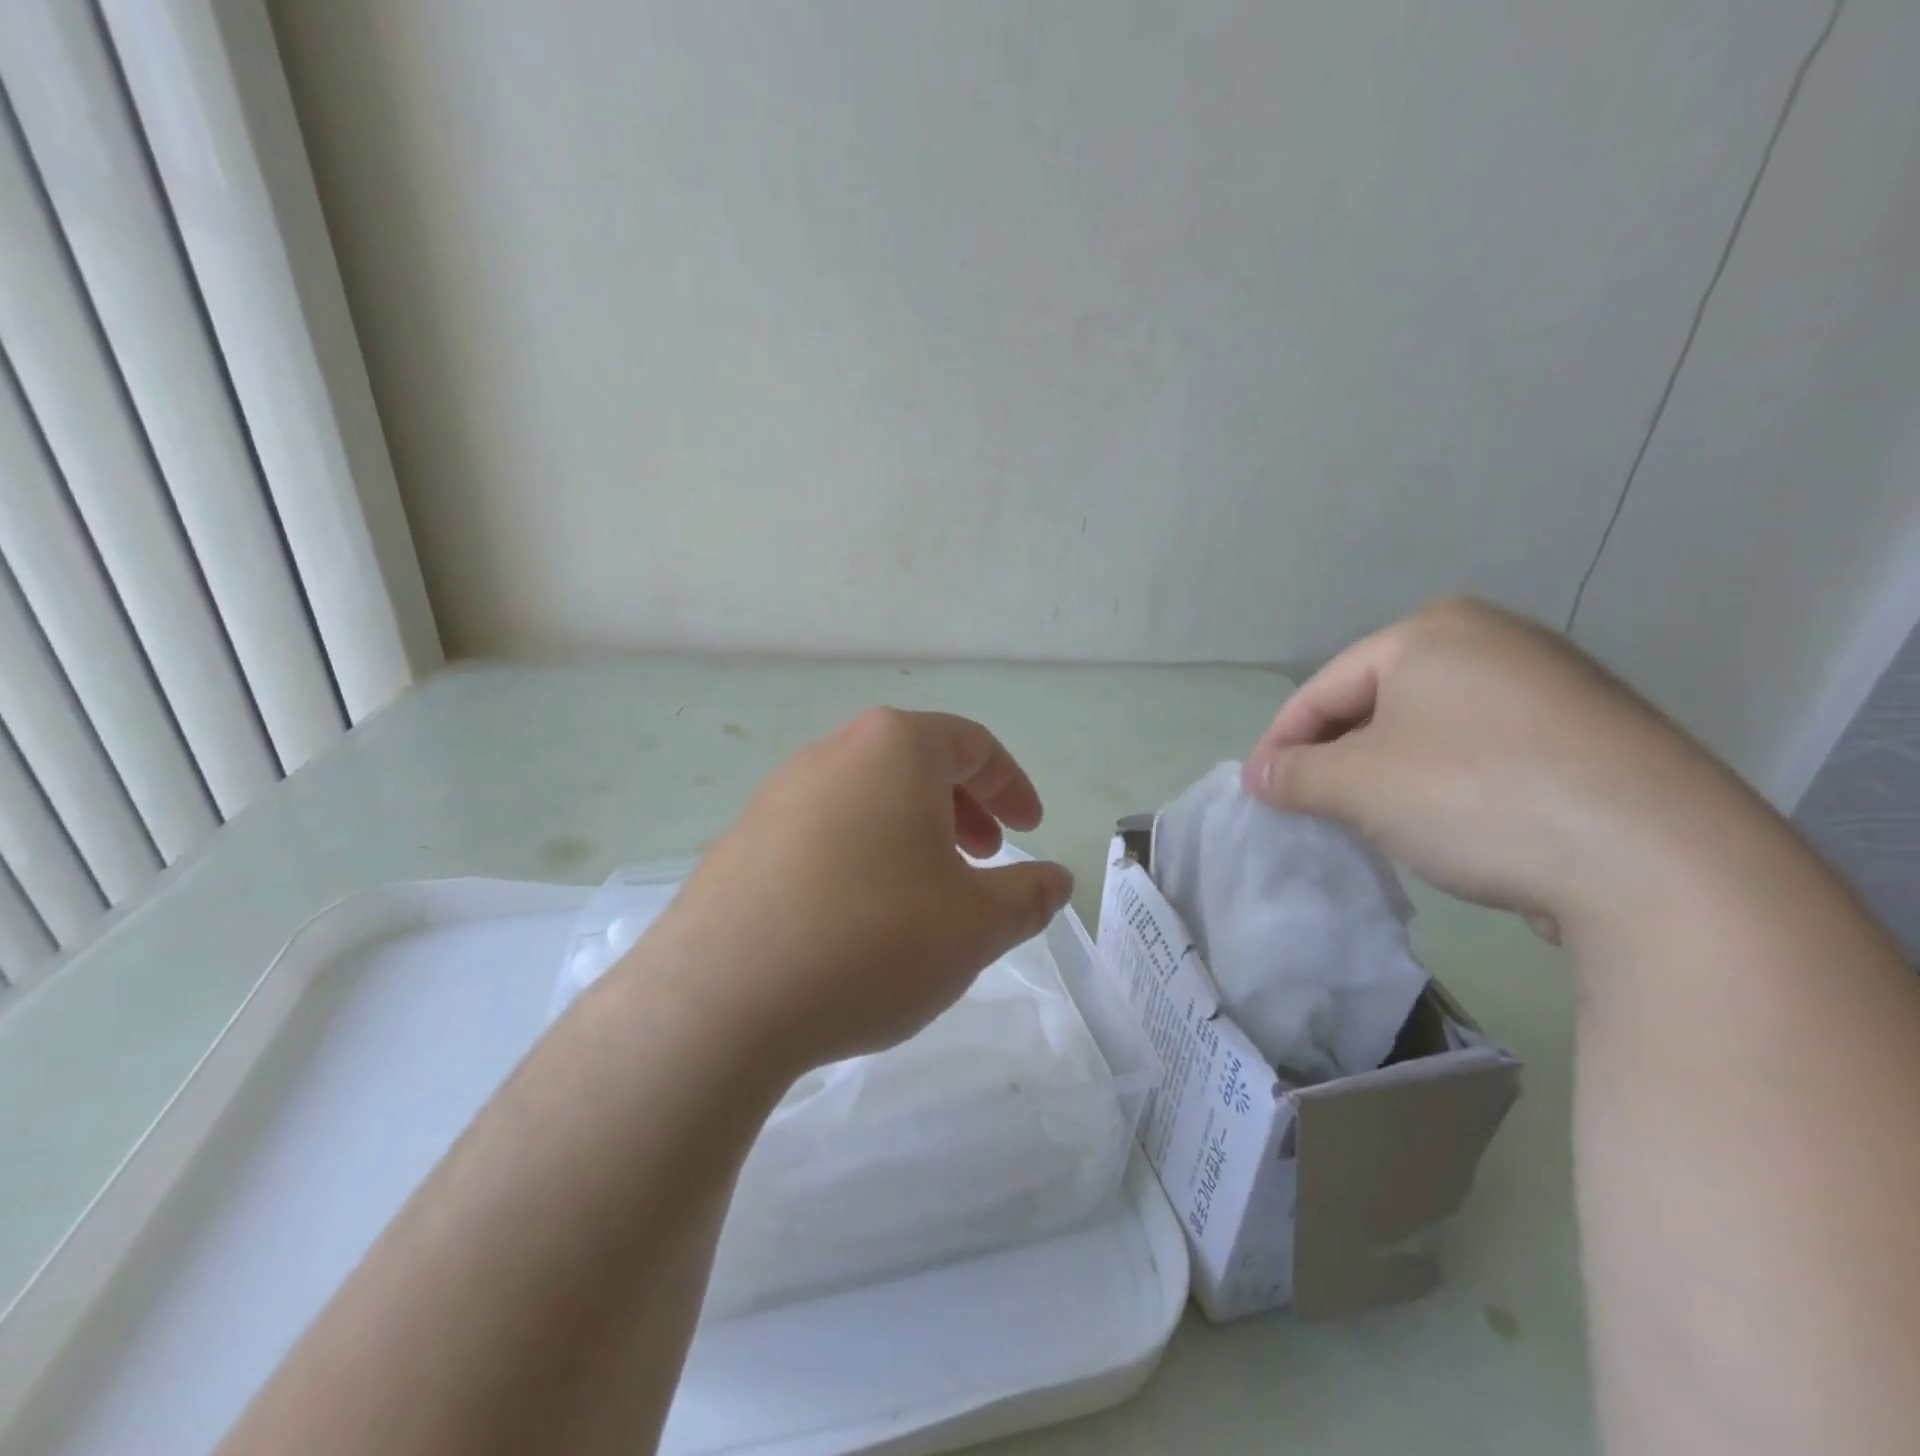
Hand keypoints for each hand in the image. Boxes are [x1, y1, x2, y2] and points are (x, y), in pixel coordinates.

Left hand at [629, 708, 1074, 1077]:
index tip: (1031, 830)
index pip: (972, 745)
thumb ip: (1028, 896)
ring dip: (912, 832)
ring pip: (868, 797)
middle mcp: (833, 753)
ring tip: (928, 891)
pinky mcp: (743, 840)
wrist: (719, 999)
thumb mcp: (976, 925)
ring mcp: (778, 794)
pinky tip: (860, 916)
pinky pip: (823, 831)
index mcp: (895, 749)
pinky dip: (862, 855)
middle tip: (986, 857)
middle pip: (916, 763)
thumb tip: (1056, 880)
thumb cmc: (872, 939)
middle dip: (964, 807)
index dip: (1012, 786)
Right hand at [1241, 598, 1758, 942]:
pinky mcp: (1592, 735)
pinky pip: (1484, 750)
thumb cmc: (1476, 797)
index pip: (1324, 688)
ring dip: (1386, 773)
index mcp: (1432, 631)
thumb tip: (1260, 777)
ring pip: (1430, 729)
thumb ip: (1295, 775)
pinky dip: (1447, 783)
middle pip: (1377, 703)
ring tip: (1371, 821)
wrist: (1662, 863)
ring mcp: (1553, 685)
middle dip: (1334, 757)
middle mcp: (1495, 640)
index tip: (1257, 793)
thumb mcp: (1358, 785)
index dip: (1280, 743)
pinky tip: (1448, 824)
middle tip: (1309, 808)